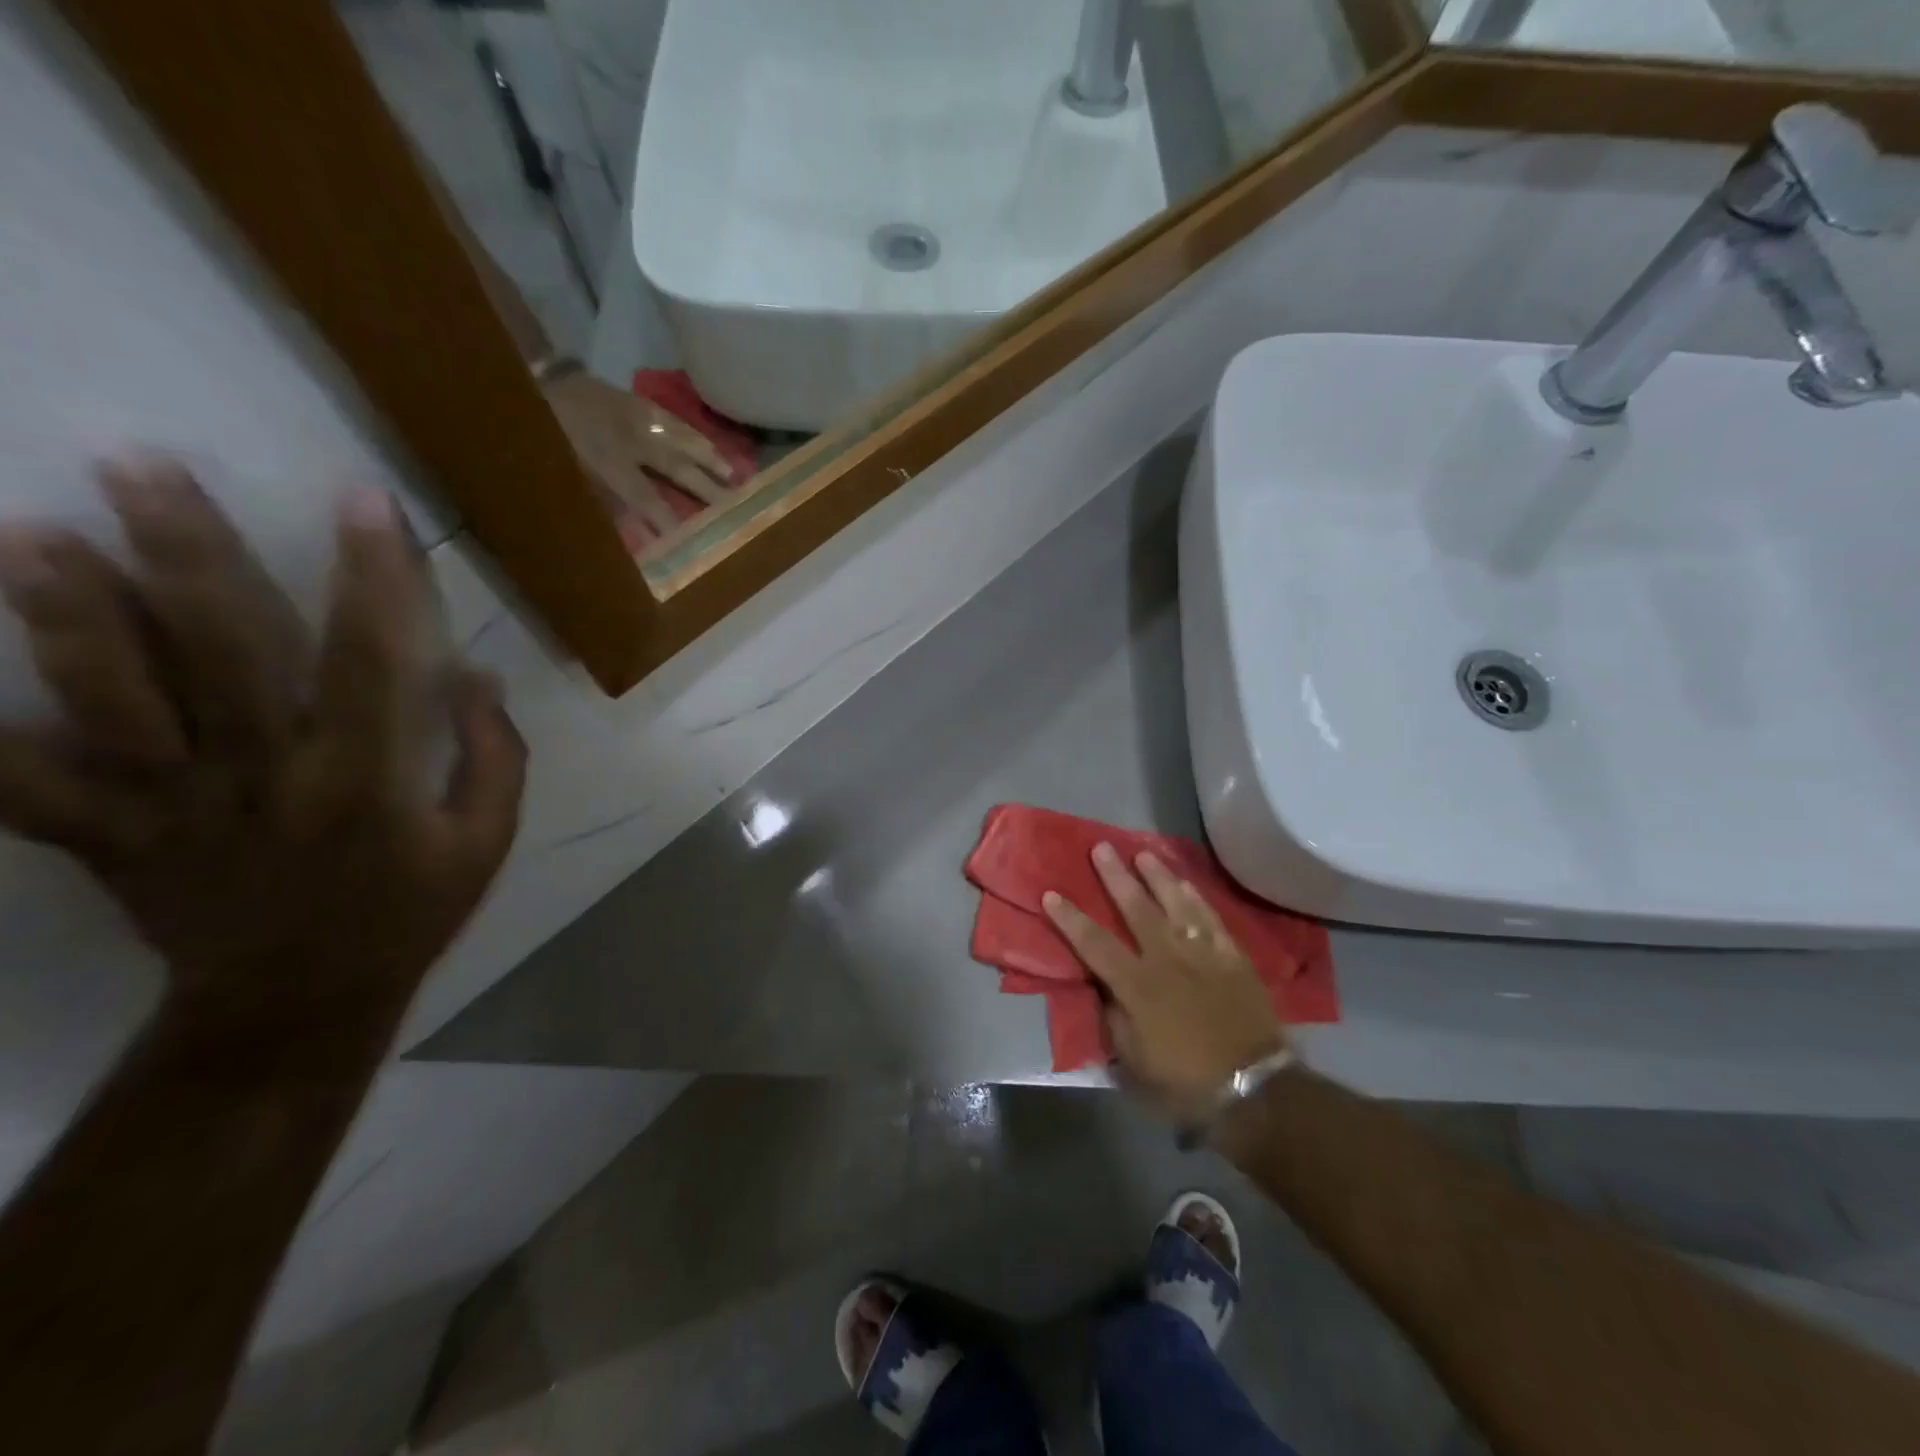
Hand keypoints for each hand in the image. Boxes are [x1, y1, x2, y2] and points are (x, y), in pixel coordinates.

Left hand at [0, 459, 525, 1028]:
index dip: (372, 577)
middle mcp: (262, 777)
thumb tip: (476, 675)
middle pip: (217, 656)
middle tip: (137, 467)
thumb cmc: (408, 911)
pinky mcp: (106, 835)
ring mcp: (171, 806)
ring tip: (27, 532)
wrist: (298, 1001)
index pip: (371, 660)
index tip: (363, 502)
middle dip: (183, 557)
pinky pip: (22, 785)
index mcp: (363, 779)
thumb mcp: (485, 841)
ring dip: (68, 616)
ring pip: (107, 701)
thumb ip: (492, 757)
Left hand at [544, 371, 739, 538]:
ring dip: (709, 457)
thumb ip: (598, 504)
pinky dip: (691, 433)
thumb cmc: (537, 439)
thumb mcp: (560, 477)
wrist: (516, 380)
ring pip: (680, 437)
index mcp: (605, 459)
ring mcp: (632, 414)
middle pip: (675, 466)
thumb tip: (633, 532)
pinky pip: (669, 418)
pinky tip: (706, 444)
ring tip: (734, 474)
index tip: (688, 542)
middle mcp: (627, 437)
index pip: (645, 497)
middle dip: (705, 488)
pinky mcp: (631, 399)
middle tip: (732, 506)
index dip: (667, 520)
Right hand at [1043, 842, 1287, 1122]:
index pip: (1095, 944)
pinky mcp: (1232, 957)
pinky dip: (1196, 898)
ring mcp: (1202, 954)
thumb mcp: (1134, 1058)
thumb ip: (1114, 1016)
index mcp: (1137, 986)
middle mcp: (1167, 959)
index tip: (1051, 893)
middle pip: (1136, 909)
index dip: (1070, 918)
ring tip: (1143, 854)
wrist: (1253, 1086)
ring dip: (1158, 876)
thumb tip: (1103, 986)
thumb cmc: (1185, 1079)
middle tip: (1102, 848)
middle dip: (1115, 877)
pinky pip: (1211, 918)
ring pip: (1175, 903)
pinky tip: (1186, 883)